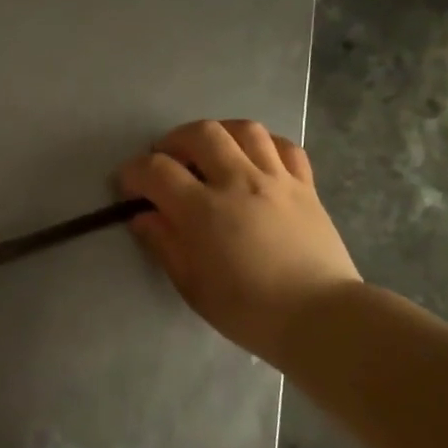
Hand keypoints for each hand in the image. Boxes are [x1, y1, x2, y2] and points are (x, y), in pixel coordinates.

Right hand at [117, 119, 360, 363]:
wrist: (319, 317)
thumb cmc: (247, 309)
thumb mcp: (191, 285)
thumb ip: (163, 243)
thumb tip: (143, 216)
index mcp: (203, 210)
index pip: (156, 170)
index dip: (133, 173)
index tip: (128, 187)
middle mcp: (238, 182)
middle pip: (200, 133)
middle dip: (173, 141)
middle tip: (167, 162)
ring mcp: (276, 179)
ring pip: (244, 129)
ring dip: (218, 133)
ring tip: (209, 152)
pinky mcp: (305, 186)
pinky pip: (284, 146)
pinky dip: (263, 144)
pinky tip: (254, 158)